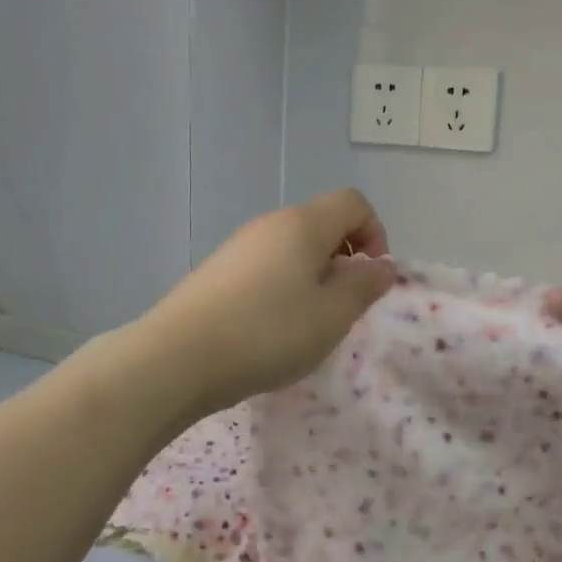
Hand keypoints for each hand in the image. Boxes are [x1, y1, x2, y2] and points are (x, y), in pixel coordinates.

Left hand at [144, 189, 397, 415]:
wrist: (178, 358)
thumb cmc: (269, 333)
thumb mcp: (332, 315)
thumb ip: (364, 286)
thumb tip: (383, 265)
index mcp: (303, 225)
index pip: (353, 203)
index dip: (375, 233)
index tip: (370, 278)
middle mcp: (270, 224)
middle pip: (322, 224)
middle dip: (345, 260)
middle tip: (342, 307)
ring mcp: (239, 246)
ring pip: (293, 249)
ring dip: (314, 277)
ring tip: (308, 324)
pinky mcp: (218, 271)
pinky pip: (266, 267)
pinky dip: (284, 288)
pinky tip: (272, 329)